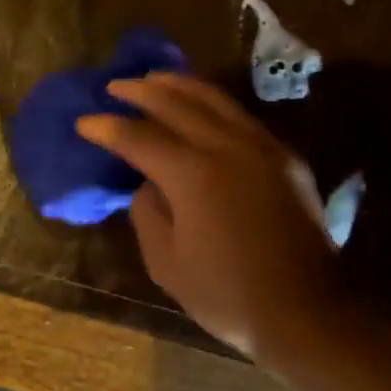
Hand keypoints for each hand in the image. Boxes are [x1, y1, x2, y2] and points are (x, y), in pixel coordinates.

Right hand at [77, 73, 342, 362]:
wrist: (306, 311)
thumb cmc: (228, 296)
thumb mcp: (168, 265)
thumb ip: (148, 215)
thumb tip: (149, 185)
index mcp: (194, 175)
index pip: (140, 138)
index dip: (108, 128)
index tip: (85, 121)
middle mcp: (229, 148)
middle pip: (178, 104)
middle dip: (142, 91)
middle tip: (116, 86)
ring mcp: (263, 148)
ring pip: (216, 100)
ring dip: (181, 85)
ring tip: (155, 79)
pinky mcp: (285, 159)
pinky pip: (242, 116)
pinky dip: (214, 103)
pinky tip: (201, 107)